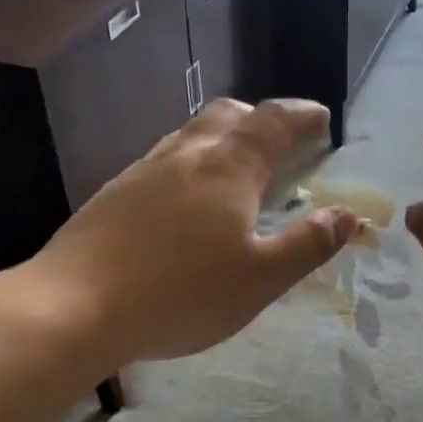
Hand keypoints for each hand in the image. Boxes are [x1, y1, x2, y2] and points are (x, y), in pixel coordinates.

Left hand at [38, 99, 356, 362]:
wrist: (75, 306)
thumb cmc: (182, 293)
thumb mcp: (261, 278)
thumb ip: (308, 244)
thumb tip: (347, 215)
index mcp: (228, 167)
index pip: (273, 122)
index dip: (302, 116)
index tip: (322, 120)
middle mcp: (186, 154)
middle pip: (228, 115)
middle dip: (260, 119)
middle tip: (280, 142)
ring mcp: (144, 170)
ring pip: (191, 134)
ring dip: (223, 139)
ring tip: (237, 170)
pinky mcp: (114, 193)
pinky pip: (165, 160)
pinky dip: (192, 164)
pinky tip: (187, 202)